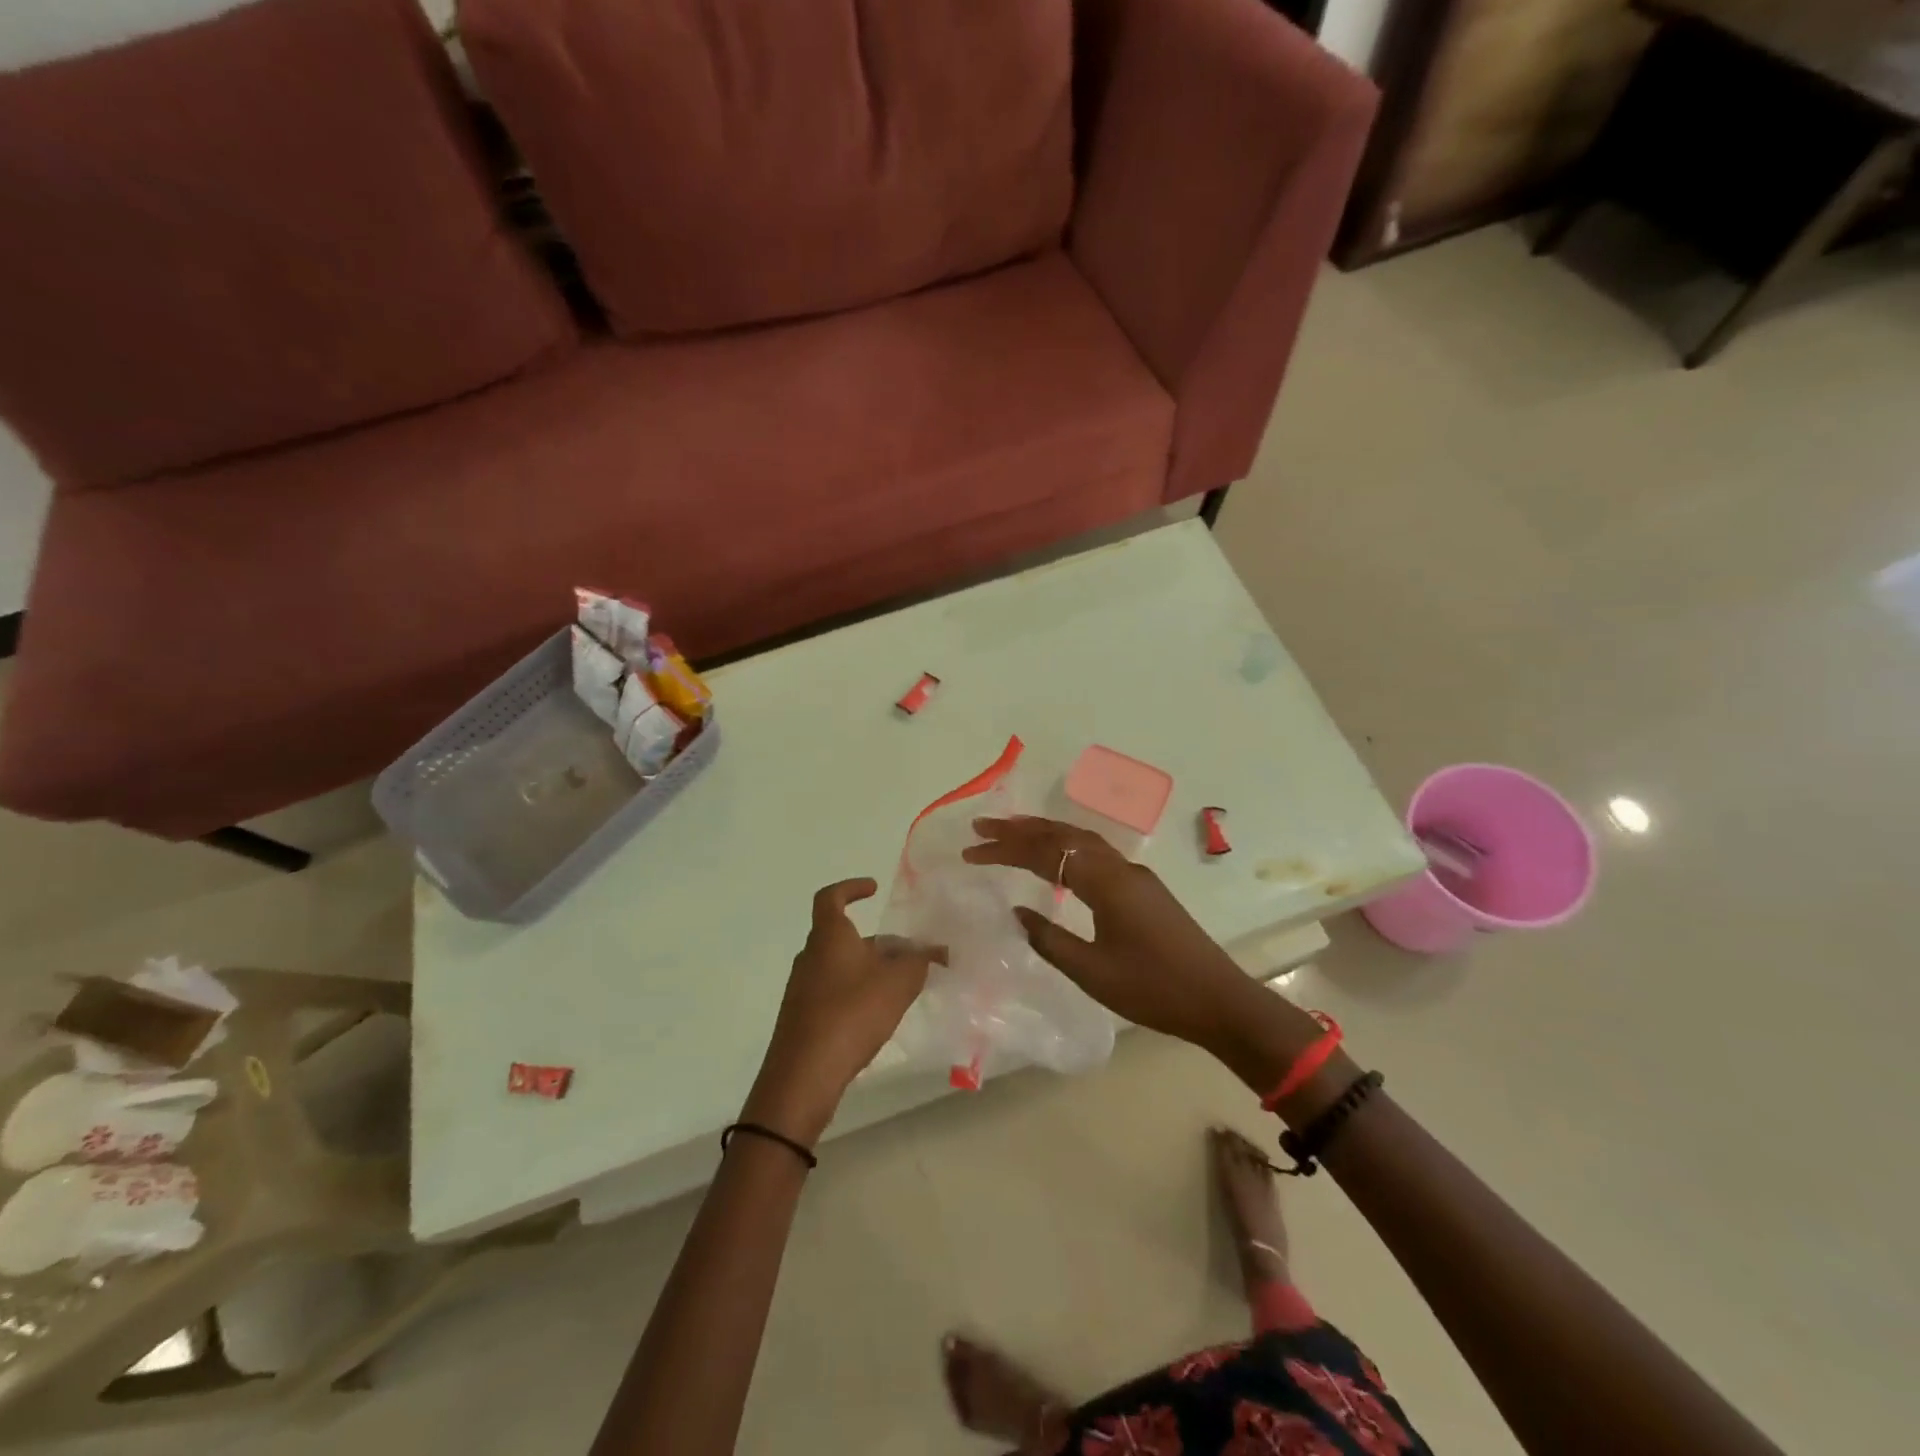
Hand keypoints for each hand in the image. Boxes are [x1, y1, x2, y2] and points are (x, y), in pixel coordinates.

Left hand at [743, 879, 937, 1147]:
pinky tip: (878, 1016)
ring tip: (901, 987)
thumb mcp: (897, 983)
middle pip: (843, 936)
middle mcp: (810, 956)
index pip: (831, 897)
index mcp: (829, 937)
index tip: (873, 889)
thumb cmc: (851, 1014)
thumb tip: (931, 950)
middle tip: (908, 955)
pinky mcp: (803, 1018)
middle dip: (877, 942)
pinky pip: (834, 992)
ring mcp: (802, 989)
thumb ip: (918, 961)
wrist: (803, 1075)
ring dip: (870, 970)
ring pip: (841, 966)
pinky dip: (857, 994)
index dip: (851, 888)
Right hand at [962, 817, 1316, 1077]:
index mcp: (1106, 883)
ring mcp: (1135, 875)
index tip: (971, 851)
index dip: (1005, 850)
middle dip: (1020, 829)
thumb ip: (1049, 939)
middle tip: (981, 827)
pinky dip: (1066, 846)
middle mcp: (1120, 868)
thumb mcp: (1092, 972)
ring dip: (1044, 833)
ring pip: (1082, 840)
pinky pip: (1095, 853)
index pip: (1045, 854)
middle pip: (1063, 835)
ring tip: (1010, 833)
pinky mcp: (1143, 888)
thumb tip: (1016, 912)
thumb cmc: (1154, 989)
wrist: (1219, 1001)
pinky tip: (1056, 859)